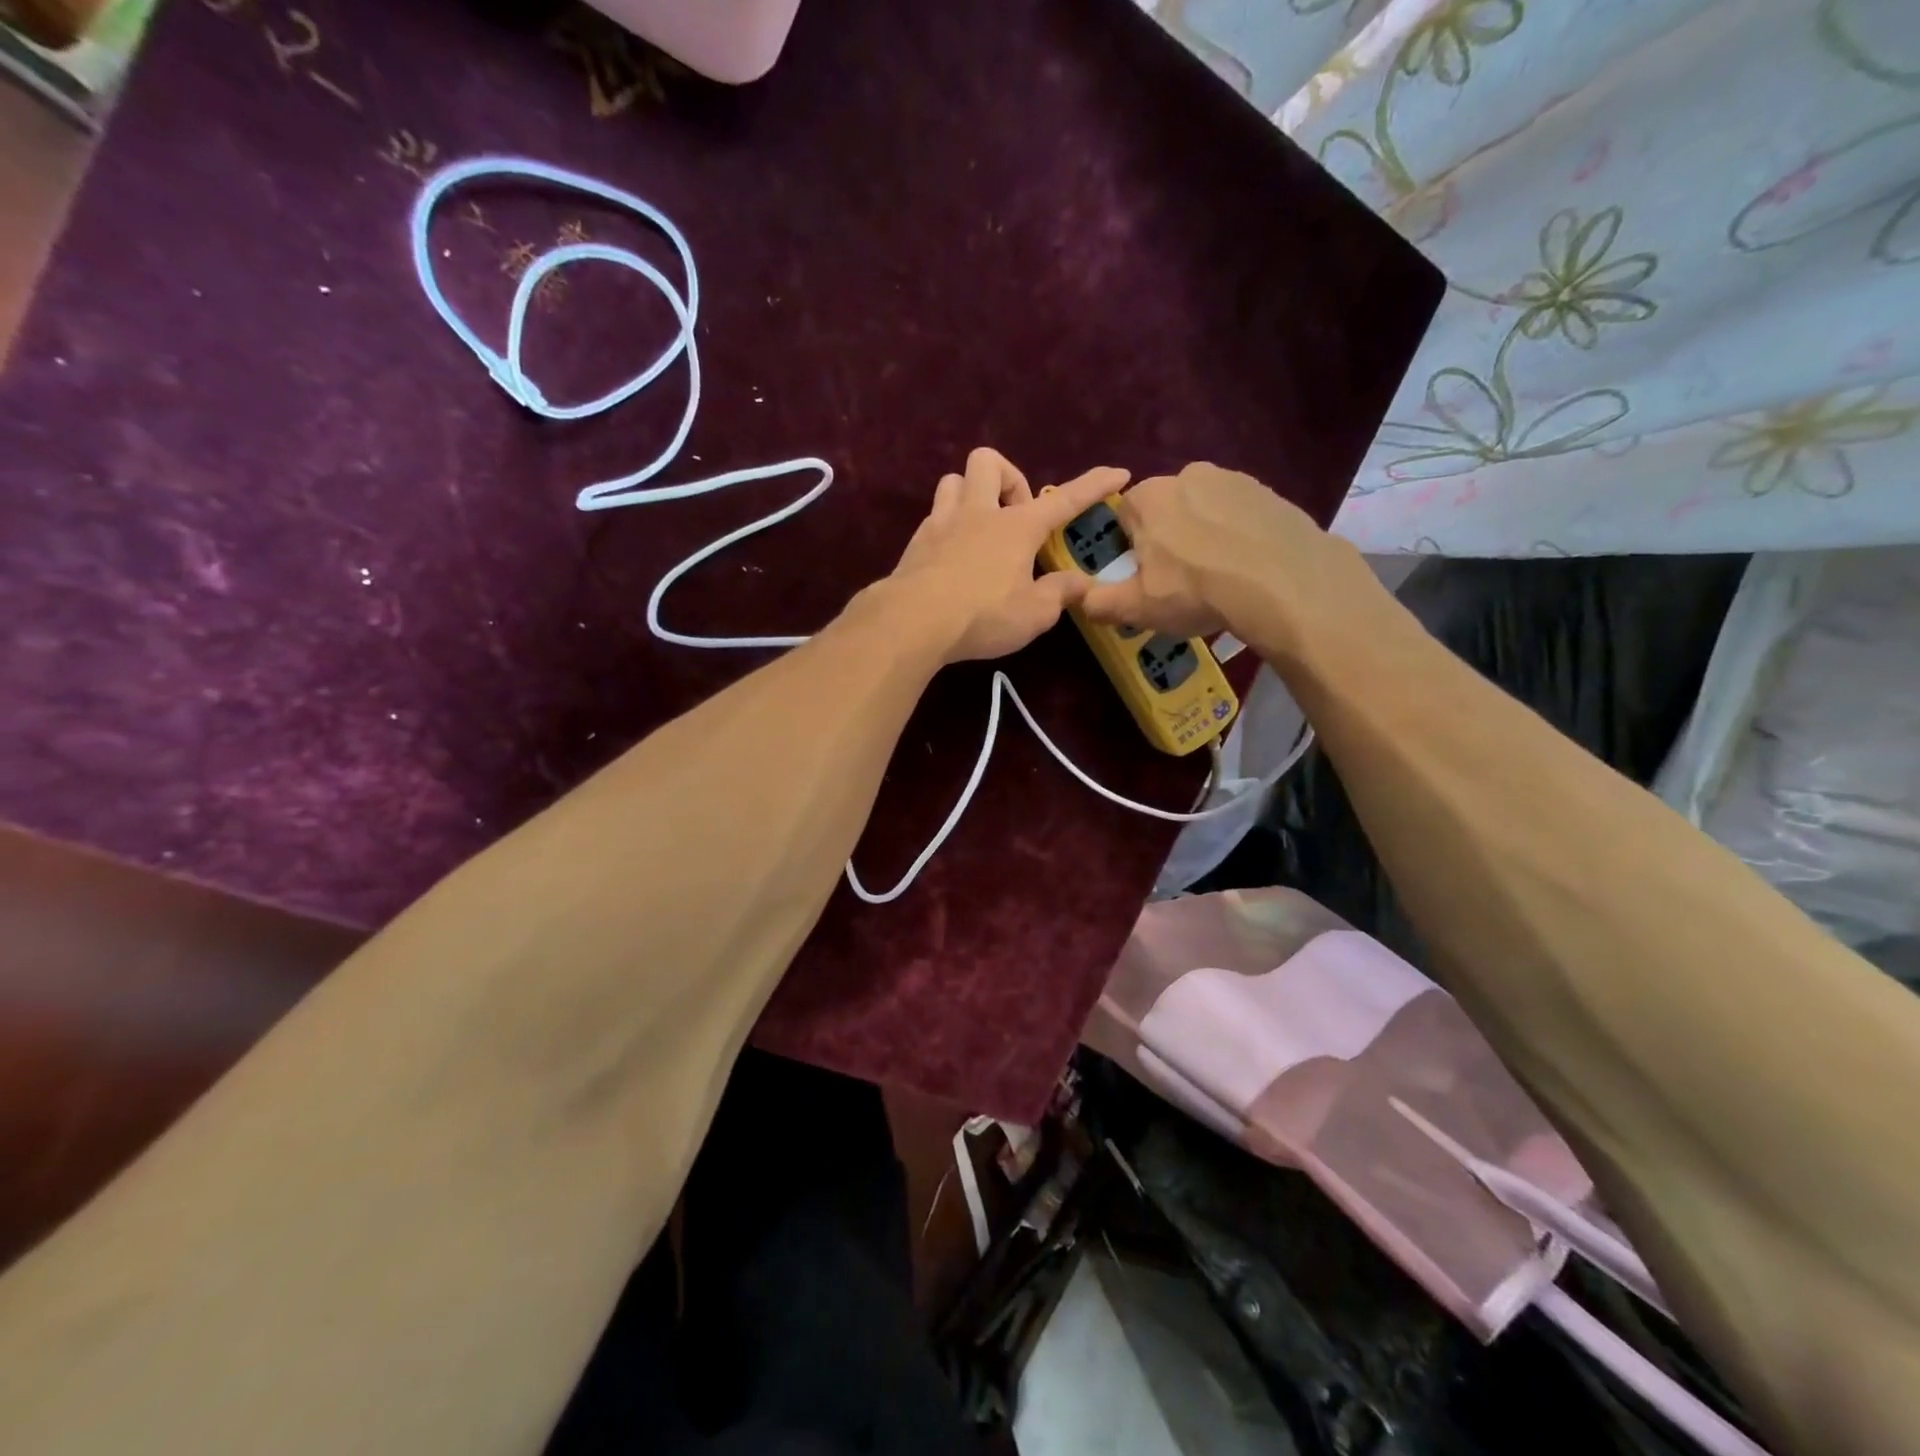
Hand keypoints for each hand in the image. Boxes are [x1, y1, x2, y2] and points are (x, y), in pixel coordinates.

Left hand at [882, 448, 1129, 663]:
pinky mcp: (916, 543)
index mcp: (1016, 527)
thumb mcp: (1034, 614)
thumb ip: (1059, 594)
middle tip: (1015, 518)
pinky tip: (953, 555)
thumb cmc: (982, 615)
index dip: (1094, 485)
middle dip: (1008, 479)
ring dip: (971, 494)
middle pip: (989, 461)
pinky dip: (948, 526)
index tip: (1118, 472)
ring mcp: (942, 523)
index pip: (1064, 499)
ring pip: (953, 480)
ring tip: (981, 528)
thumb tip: (1082, 584)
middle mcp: (978, 513)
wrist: (912, 622)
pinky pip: (934, 515)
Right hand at [1079, 462, 1363, 656]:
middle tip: (1181, 581)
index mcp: (1149, 497)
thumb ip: (1100, 602)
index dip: (1130, 548)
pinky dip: (1239, 535)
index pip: (1124, 516)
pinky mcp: (1270, 492)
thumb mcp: (1138, 607)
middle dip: (1168, 539)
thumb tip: (1079, 599)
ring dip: (1205, 536)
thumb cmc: (1196, 590)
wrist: (1283, 582)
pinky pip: (1241, 515)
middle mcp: (1188, 475)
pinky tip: (1249, 568)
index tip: (1144, 576)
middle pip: (1165, 510)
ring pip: (1205, 510)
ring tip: (1219, 577)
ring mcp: (1234, 479)